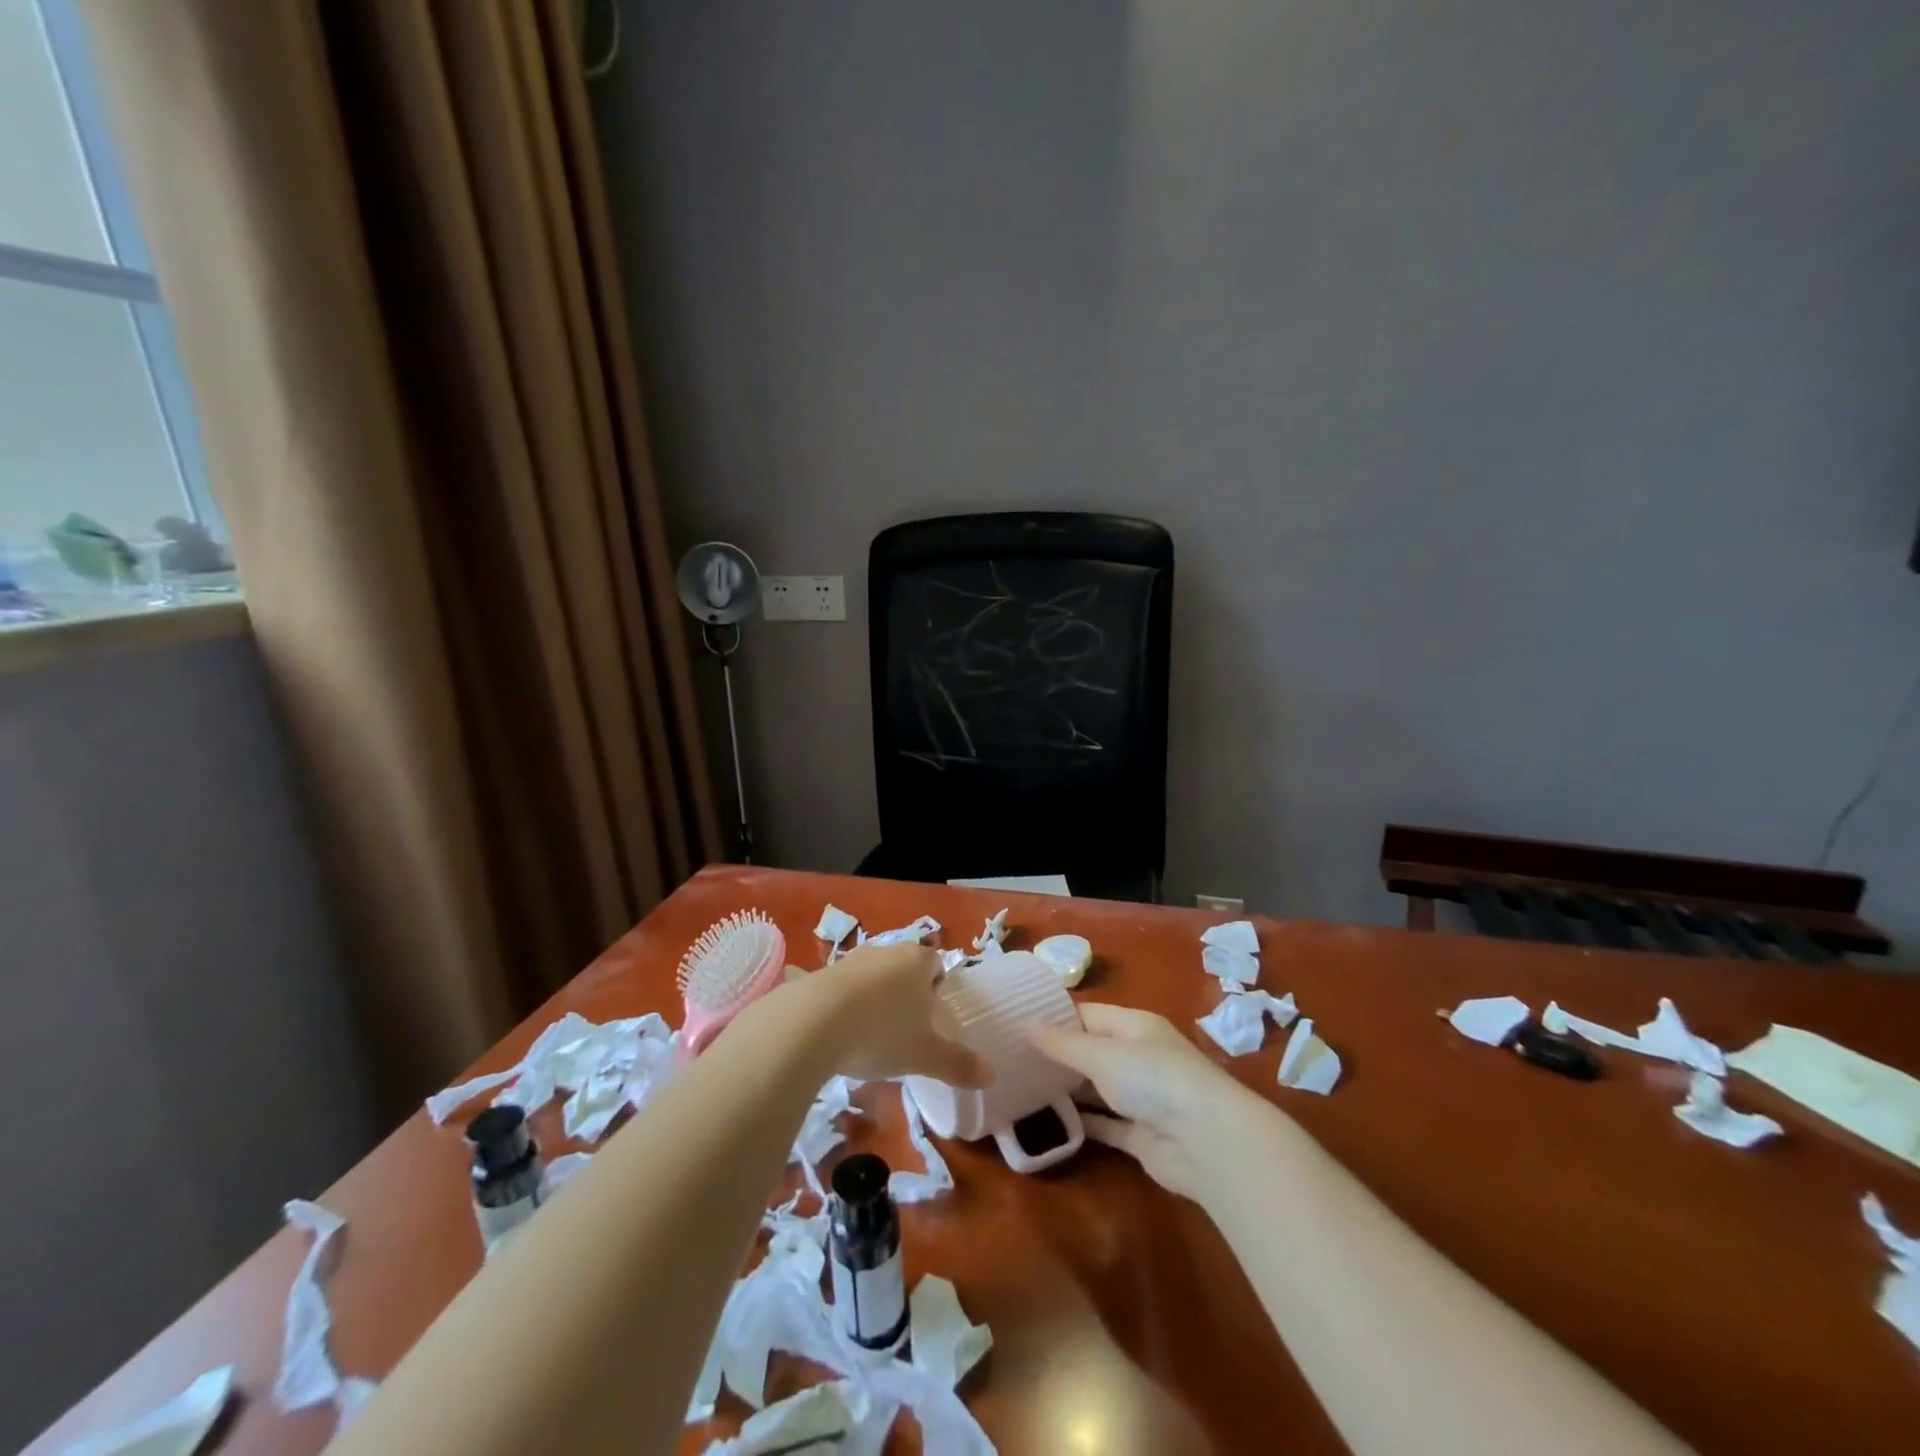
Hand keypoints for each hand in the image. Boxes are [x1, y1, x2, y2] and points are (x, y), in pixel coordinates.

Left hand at [787, 942, 991, 1087]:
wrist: (812, 1023)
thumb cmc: (882, 1032)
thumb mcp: (924, 1056)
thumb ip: (958, 1064)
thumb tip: (991, 1076)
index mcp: (918, 961)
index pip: (937, 965)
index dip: (938, 990)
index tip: (933, 1020)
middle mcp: (886, 952)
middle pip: (905, 969)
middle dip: (907, 996)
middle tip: (906, 1032)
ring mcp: (851, 960)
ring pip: (873, 977)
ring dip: (874, 1000)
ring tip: (871, 1036)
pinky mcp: (821, 974)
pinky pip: (841, 989)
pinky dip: (843, 1007)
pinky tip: (838, 1034)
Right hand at [1029, 1003, 1248, 1199]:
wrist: (1207, 1143)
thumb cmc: (1153, 1079)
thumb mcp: (1102, 1054)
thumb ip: (1062, 1043)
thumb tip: (1025, 1022)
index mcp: (1134, 1026)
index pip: (1088, 1014)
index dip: (1055, 1016)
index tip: (1016, 1021)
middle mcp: (1139, 1057)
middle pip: (1091, 1051)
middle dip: (1056, 1055)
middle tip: (1010, 1058)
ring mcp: (1142, 1098)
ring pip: (1097, 1089)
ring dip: (1067, 1089)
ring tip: (1021, 1087)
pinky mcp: (1142, 1136)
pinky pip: (1105, 1125)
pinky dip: (1082, 1123)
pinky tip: (1049, 1121)